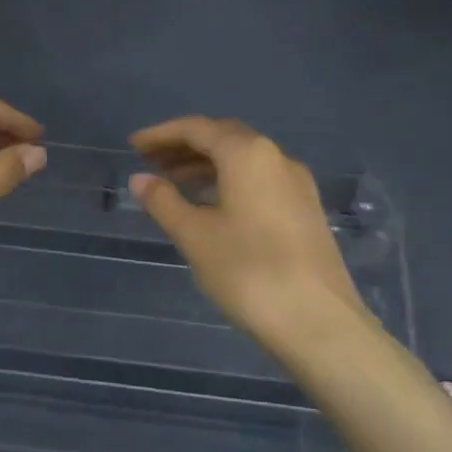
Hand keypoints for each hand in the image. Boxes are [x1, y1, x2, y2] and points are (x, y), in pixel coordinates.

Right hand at [129, 116, 370, 353]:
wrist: (318, 322)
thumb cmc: (248, 271)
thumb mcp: (195, 236)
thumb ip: (163, 201)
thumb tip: (140, 179)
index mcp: (247, 154)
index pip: (197, 129)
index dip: (161, 134)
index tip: (134, 146)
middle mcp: (276, 158)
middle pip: (223, 138)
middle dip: (184, 146)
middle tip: (151, 162)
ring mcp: (296, 184)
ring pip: (243, 160)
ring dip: (206, 164)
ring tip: (173, 183)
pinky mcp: (305, 210)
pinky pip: (259, 179)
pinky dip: (228, 181)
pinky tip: (211, 206)